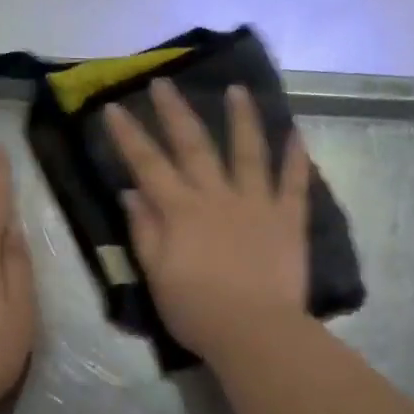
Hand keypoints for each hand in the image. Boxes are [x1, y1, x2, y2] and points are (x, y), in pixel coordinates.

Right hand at [104, 78, 310, 358]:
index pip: (148, 165)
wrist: (254, 331)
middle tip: (165, 82)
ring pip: (249, 152)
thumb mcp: (157, 276)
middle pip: (195, 146)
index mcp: (181, 211)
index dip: (130, 136)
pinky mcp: (288, 219)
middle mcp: (217, 197)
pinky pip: (294, 183)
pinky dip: (296, 158)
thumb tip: (132, 193)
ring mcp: (256, 204)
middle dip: (176, 112)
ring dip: (242, 119)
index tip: (116, 107)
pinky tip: (297, 134)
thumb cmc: (197, 311)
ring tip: (237, 90)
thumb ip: (144, 232)